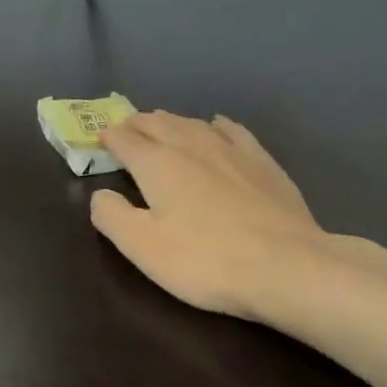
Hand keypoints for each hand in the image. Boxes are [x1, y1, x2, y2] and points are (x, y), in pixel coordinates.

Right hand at [90, 111, 330, 323]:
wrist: (286, 265)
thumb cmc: (204, 259)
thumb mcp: (142, 246)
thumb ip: (111, 215)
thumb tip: (101, 194)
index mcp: (157, 163)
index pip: (124, 139)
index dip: (109, 137)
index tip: (100, 139)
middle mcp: (191, 145)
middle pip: (158, 123)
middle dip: (137, 124)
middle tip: (126, 128)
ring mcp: (231, 150)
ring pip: (192, 123)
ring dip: (171, 121)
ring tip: (162, 124)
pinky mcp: (262, 161)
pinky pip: (232, 130)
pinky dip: (216, 124)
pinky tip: (217, 125)